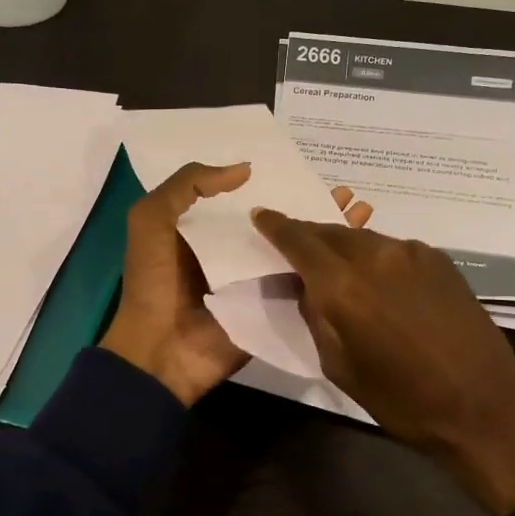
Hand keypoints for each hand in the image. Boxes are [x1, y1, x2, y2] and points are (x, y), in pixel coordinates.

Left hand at [100, 166, 371, 405]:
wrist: (161, 350)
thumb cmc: (153, 280)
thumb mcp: (151, 219)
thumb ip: (188, 185)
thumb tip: (245, 170)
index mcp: (208, 229)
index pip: (249, 197)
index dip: (275, 180)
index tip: (307, 165)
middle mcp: (238, 251)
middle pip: (282, 221)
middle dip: (313, 204)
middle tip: (346, 190)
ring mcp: (259, 280)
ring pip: (300, 248)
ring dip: (329, 230)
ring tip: (363, 210)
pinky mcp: (275, 306)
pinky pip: (305, 282)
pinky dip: (331, 268)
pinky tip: (361, 250)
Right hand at [249, 211, 514, 515]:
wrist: (486, 407)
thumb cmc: (404, 401)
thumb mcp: (340, 367)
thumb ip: (316, 317)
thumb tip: (306, 287)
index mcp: (345, 286)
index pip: (299, 240)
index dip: (276, 226)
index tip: (261, 215)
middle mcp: (377, 256)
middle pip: (331, 231)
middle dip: (308, 235)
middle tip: (295, 247)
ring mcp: (413, 253)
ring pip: (363, 238)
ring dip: (343, 247)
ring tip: (336, 266)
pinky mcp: (440, 260)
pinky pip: (393, 249)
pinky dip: (375, 257)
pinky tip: (379, 281)